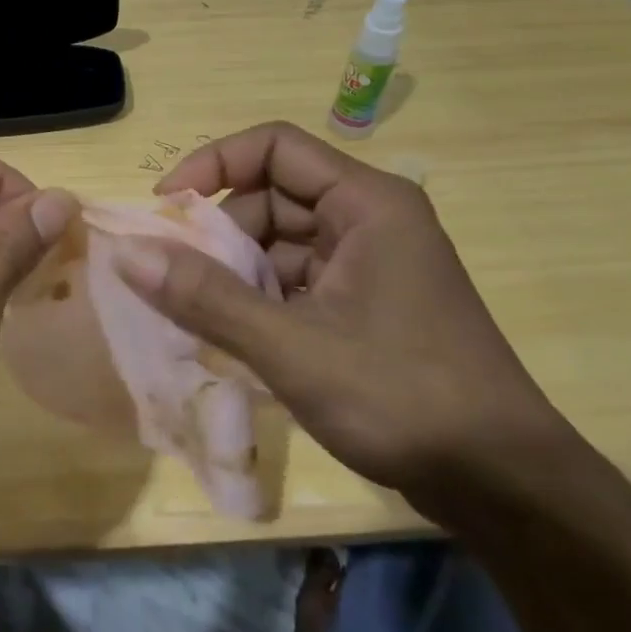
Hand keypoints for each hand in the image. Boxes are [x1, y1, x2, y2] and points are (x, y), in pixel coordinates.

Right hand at [117, 121, 577, 517]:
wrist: (502, 484)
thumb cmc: (402, 397)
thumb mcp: (292, 347)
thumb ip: (206, 297)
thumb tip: (128, 252)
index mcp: (366, 203)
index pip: (275, 147)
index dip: (214, 164)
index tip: (166, 205)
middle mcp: (369, 219)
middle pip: (274, 197)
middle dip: (220, 233)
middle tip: (172, 277)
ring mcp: (370, 264)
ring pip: (281, 243)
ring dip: (236, 272)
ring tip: (196, 315)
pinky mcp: (366, 304)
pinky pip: (297, 281)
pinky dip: (260, 300)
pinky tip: (232, 338)